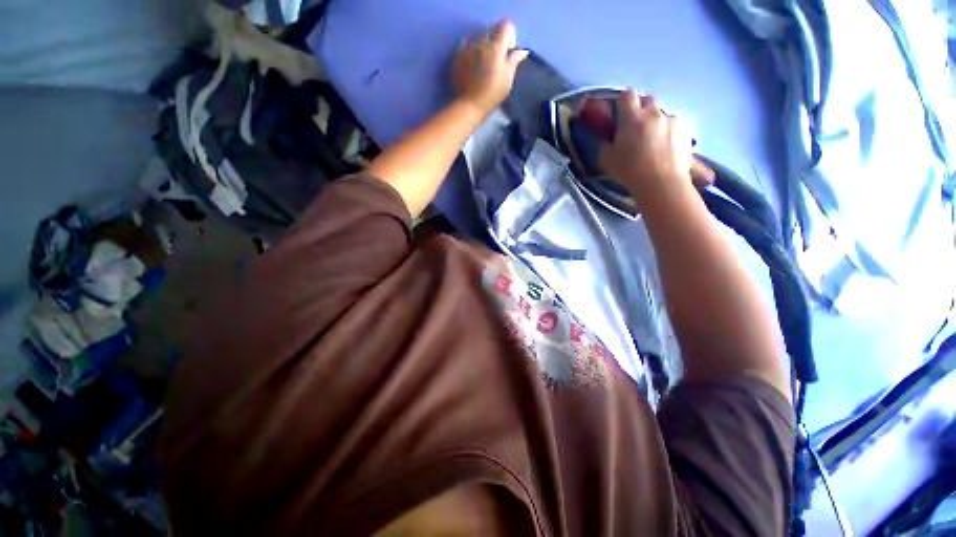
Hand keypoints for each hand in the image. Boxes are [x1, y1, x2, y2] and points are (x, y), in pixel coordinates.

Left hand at [452, 20, 528, 115]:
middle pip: (491, 31)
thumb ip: (513, 61)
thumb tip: (520, 50)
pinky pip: (466, 46)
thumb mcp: (507, 80)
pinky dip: (471, 52)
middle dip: (496, 42)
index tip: (508, 52)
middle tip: (496, 62)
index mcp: (496, 47)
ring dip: (483, 47)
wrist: (469, 105)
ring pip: (478, 38)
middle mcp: (481, 42)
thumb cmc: (492, 95)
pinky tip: (472, 67)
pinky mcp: (457, 55)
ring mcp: (467, 47)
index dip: (509, 37)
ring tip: (482, 66)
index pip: (506, 26)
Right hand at [599, 91, 695, 192]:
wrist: (661, 182)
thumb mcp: (606, 160)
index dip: (623, 101)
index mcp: (631, 117)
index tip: (620, 112)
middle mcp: (653, 112)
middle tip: (637, 126)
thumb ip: (602, 143)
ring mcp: (672, 119)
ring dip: (657, 121)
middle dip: (642, 109)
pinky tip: (668, 145)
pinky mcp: (687, 128)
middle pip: (648, 99)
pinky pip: (676, 124)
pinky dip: (671, 130)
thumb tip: (601, 135)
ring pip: (663, 113)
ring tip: (655, 139)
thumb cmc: (629, 171)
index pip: (627, 95)